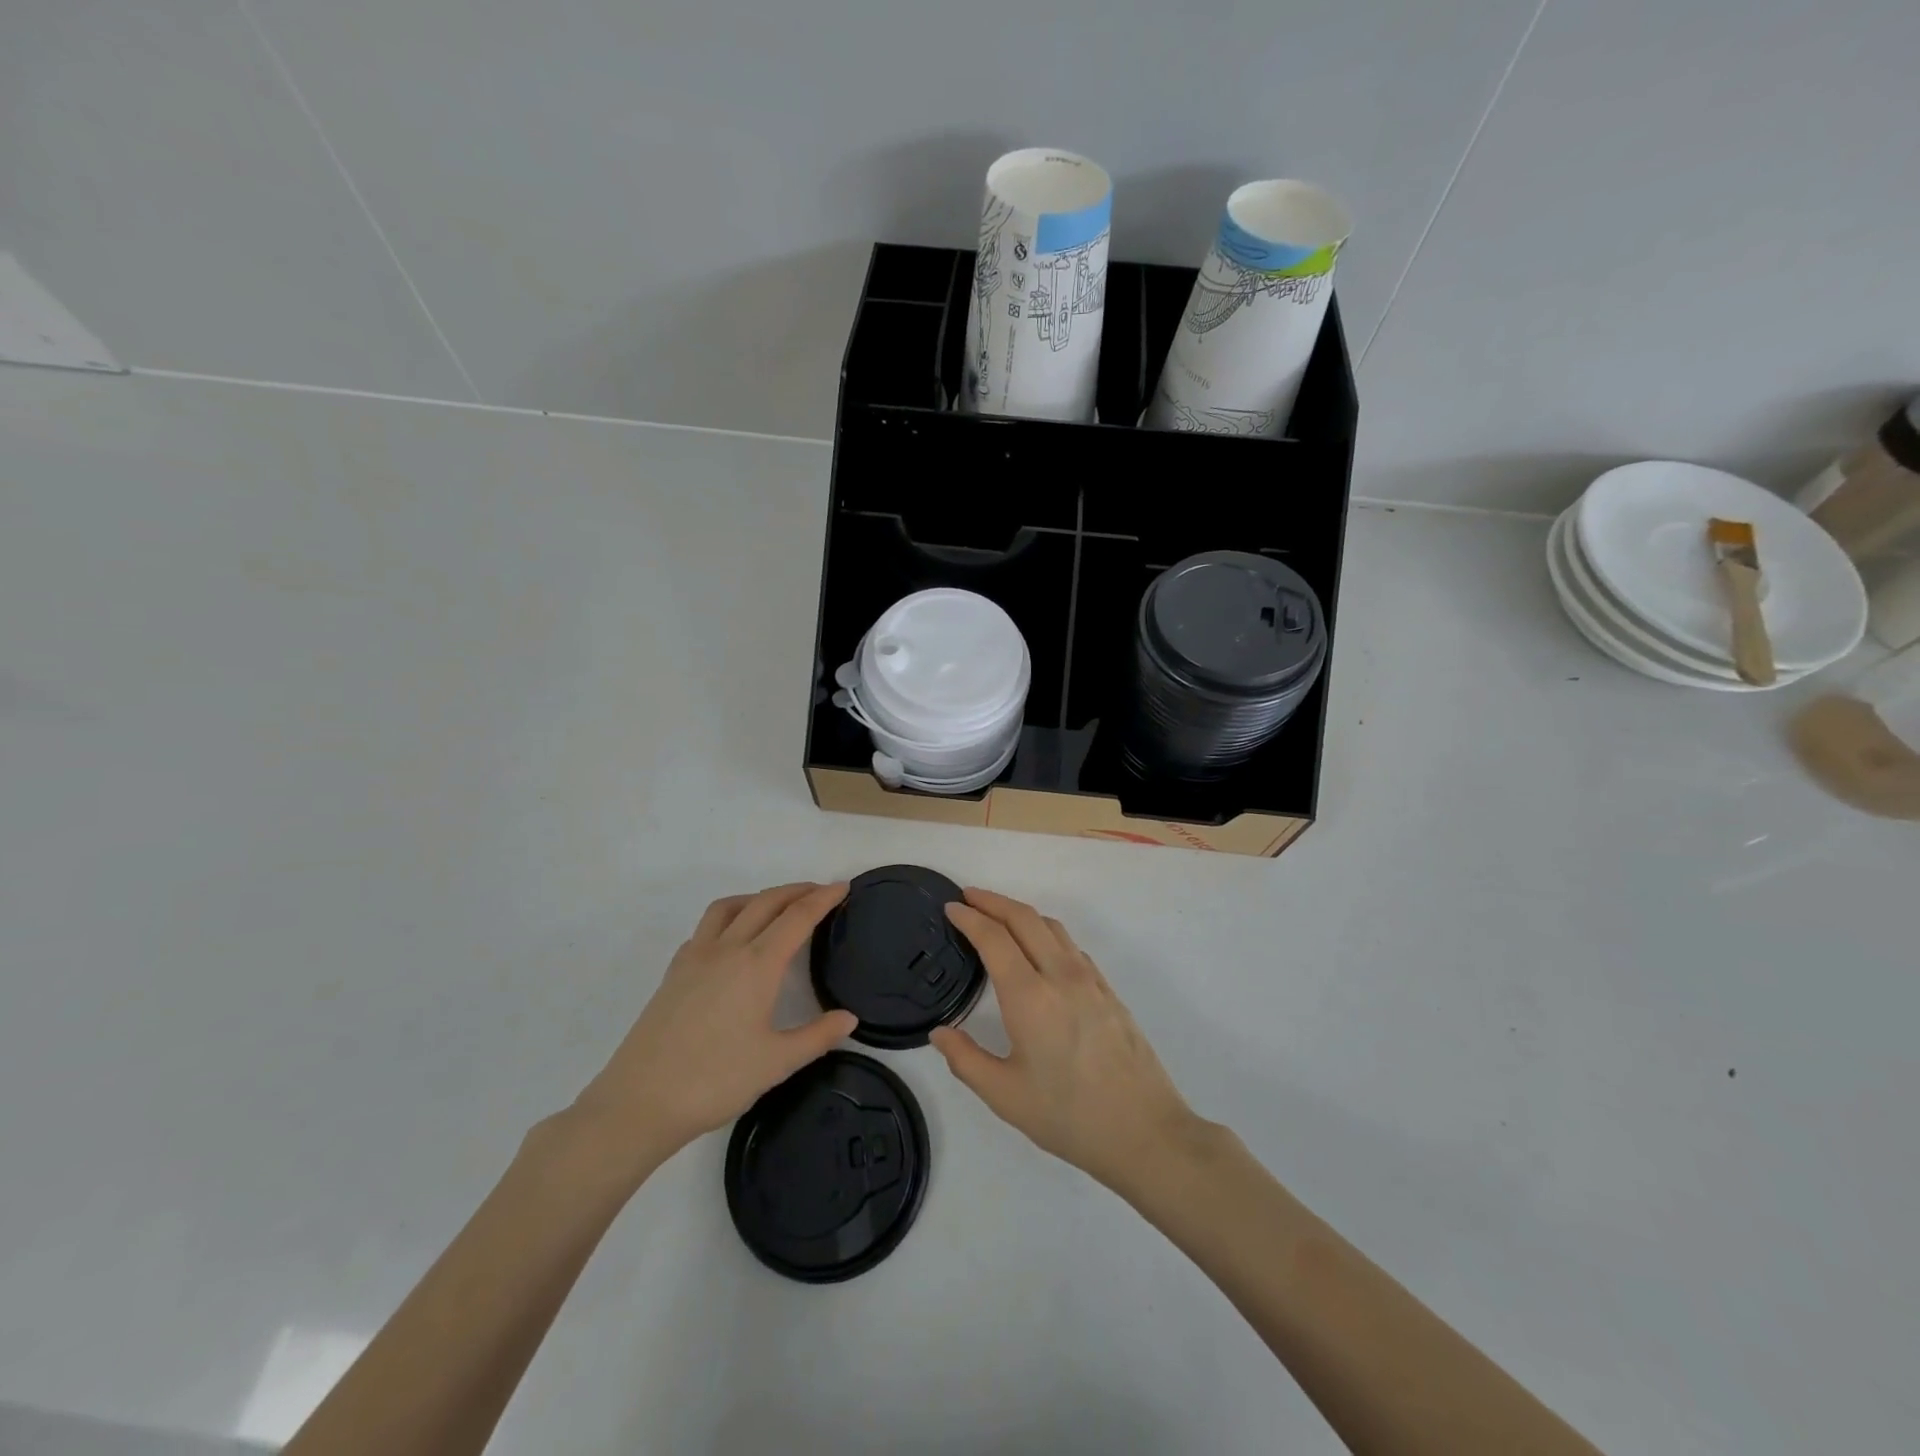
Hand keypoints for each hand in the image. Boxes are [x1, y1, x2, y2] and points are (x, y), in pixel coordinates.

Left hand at [566, 883, 856, 1172]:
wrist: (639, 1102)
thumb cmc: (714, 1081)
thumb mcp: (776, 1063)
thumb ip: (817, 1036)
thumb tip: (849, 1018)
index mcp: (757, 965)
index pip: (798, 917)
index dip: (823, 898)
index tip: (843, 887)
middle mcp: (727, 949)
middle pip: (766, 902)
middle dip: (796, 891)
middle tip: (821, 892)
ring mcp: (695, 958)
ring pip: (730, 907)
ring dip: (759, 898)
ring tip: (777, 908)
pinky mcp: (674, 973)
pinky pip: (706, 928)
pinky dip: (729, 919)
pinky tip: (732, 941)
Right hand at [930, 888, 1199, 1193]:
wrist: (1145, 1131)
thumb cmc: (1069, 1116)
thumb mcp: (1005, 1096)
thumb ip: (966, 1060)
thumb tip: (940, 1033)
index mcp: (1030, 997)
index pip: (994, 938)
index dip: (969, 917)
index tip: (951, 907)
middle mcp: (1060, 975)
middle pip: (1024, 918)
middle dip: (993, 901)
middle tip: (968, 897)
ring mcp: (1090, 980)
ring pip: (1052, 927)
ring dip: (1021, 913)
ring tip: (999, 918)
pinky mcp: (1108, 990)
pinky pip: (1071, 947)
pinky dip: (1046, 934)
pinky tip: (1039, 952)